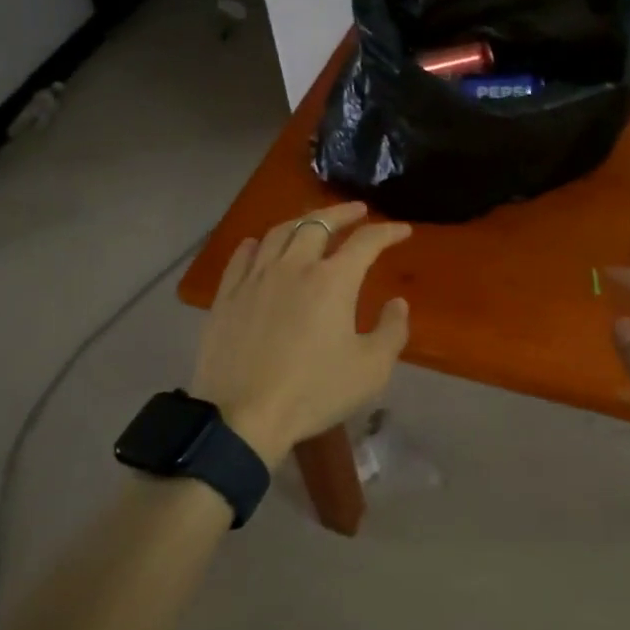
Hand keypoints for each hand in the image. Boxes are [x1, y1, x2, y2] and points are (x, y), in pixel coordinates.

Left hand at [193, 203, 411, 467]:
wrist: (242, 417)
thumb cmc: (313, 392)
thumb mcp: (370, 370)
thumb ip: (392, 331)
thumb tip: (397, 303)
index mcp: (333, 280)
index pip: (366, 242)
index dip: (387, 232)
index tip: (402, 231)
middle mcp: (294, 266)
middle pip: (319, 223)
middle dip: (343, 213)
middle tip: (357, 211)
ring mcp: (256, 277)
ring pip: (279, 232)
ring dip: (302, 222)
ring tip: (313, 223)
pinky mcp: (227, 295)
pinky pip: (243, 255)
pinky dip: (258, 243)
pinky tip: (261, 245)